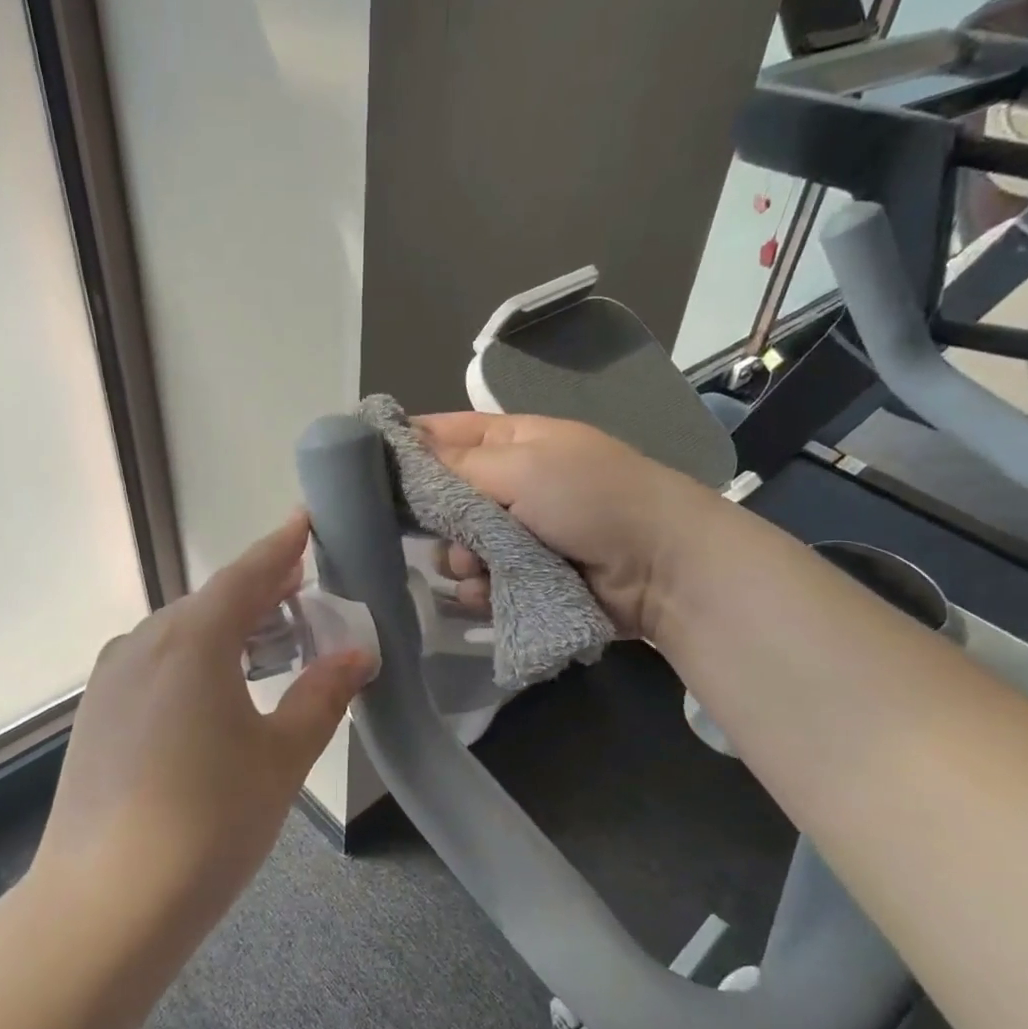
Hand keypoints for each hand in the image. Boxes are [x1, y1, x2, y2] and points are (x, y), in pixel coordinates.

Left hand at [39, 514, 373, 926]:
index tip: (305, 521)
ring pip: (178, 633)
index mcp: (193, 640)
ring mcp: (111, 678)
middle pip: (210, 602)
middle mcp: (144, 643)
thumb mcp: (282, 757)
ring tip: (265, 645)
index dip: (281, 547)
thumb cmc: (209, 823)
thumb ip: (322, 696)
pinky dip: (192, 660)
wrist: (104, 905)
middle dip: (259, 593)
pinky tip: (211, 694)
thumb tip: (357, 654)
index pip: (247, 575)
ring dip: (225, 629)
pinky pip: (153, 664)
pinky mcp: (95, 713)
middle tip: (302, 594)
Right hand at [414, 411, 721, 638]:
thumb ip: (456, 465)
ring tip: (482, 567)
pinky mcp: (522, 579)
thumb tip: (401, 452)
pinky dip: (479, 591)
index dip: (405, 448)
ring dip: (461, 560)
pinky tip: (490, 594)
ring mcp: (515, 536)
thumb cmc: (591, 498)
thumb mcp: (523, 466)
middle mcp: (507, 486)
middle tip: (448, 530)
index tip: (367, 470)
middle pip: (441, 500)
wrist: (660, 568)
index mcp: (509, 442)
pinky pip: (477, 584)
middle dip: (437, 519)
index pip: (441, 434)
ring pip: (455, 548)